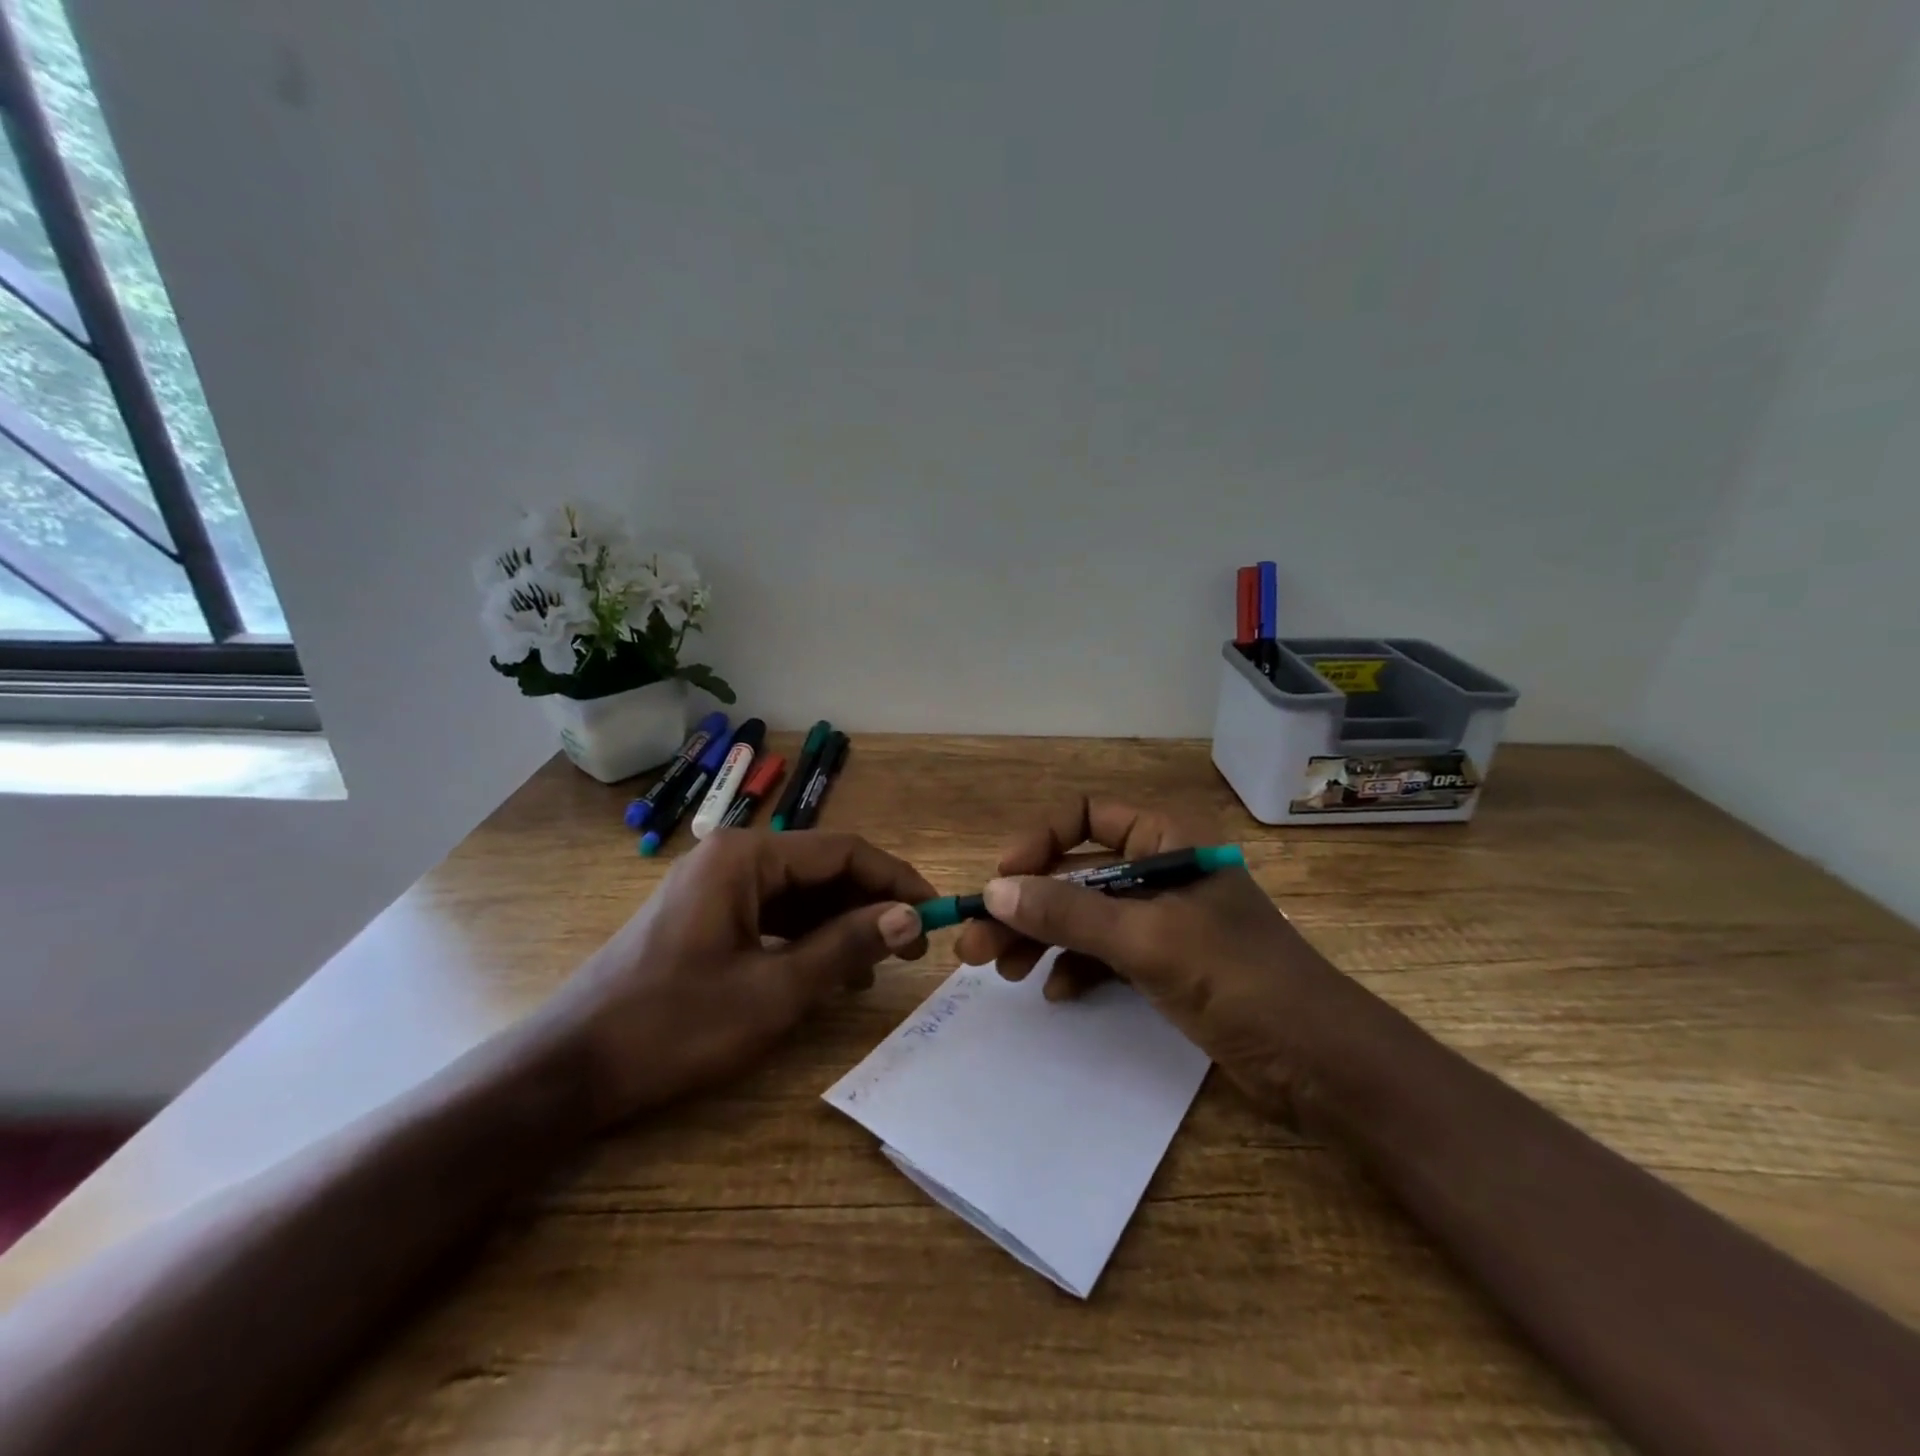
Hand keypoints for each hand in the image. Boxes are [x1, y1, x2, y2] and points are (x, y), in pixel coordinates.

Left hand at [557, 829, 934, 1126]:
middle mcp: (732, 857)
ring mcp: (715, 886)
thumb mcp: (773, 992)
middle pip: (822, 868)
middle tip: (912, 948)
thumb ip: (846, 948)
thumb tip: (911, 918)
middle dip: (870, 904)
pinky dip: (807, 937)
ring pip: (799, 893)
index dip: (895, 880)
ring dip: (842, 923)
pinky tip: (830, 970)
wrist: (569, 1069)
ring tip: (879, 965)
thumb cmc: (673, 1026)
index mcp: (746, 857)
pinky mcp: (705, 915)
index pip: (843, 851)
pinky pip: (772, 914)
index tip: (935, 913)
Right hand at [954, 798, 1354, 1120]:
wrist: (1321, 1064)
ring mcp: (1161, 919)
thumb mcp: (1148, 941)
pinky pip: (1104, 952)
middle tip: (977, 945)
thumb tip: (996, 890)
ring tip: (1003, 972)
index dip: (1038, 842)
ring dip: (1041, 938)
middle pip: (1074, 871)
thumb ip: (1070, 912)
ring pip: (1083, 914)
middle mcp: (1158, 870)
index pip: (1084, 815)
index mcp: (1165, 840)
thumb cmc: (1240, 980)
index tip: (1001, 882)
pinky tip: (1057, 992)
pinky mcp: (1164, 962)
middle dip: (1026, 905)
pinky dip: (1076, 967)